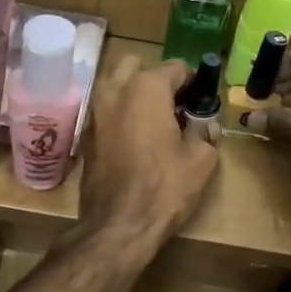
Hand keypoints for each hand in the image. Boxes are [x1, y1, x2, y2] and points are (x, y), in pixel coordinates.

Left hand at [78, 55, 219, 243]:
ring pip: (114, 85)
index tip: (201, 100)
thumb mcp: (200, 161)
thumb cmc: (164, 188)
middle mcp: (114, 91)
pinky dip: (120, 114)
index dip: (193, 82)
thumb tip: (205, 126)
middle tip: (172, 104)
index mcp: (146, 89)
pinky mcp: (85, 136)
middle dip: (154, 78)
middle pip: (135, 66)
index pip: (175, 68)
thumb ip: (205, 134)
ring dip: (133, 93)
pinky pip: (105, 111)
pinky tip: (135, 138)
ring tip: (154, 120)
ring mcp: (94, 113)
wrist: (118, 225)